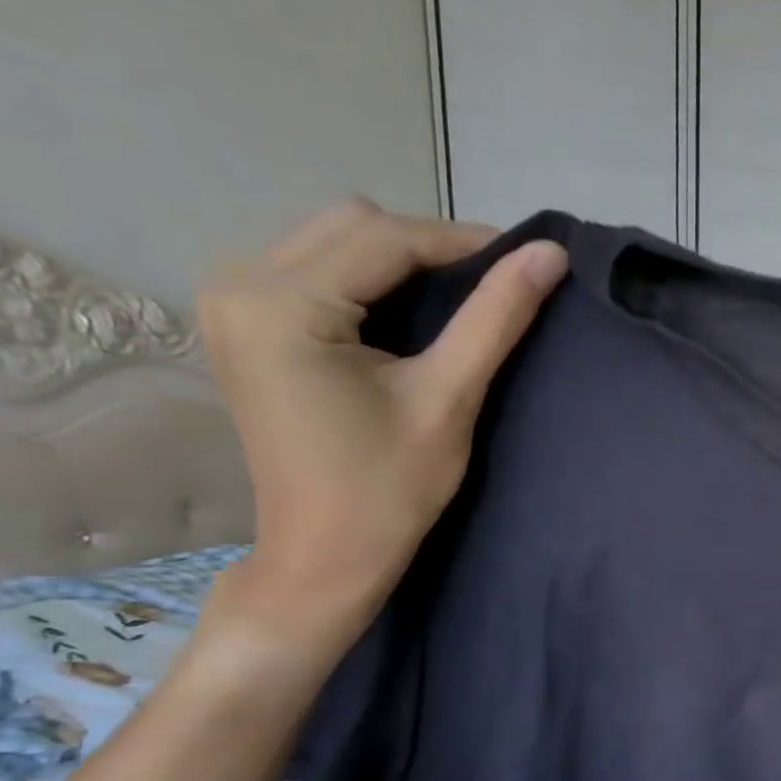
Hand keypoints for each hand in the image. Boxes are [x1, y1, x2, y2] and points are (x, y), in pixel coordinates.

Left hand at [198, 199, 567, 644]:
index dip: (464, 241)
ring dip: (400, 261)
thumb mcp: (448, 398)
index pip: (386, 238)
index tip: (527, 260)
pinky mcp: (242, 322)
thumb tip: (550, 255)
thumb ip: (495, 318)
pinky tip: (405, 317)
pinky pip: (314, 268)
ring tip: (457, 303)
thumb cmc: (389, 488)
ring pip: (333, 239)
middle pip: (353, 225)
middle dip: (431, 248)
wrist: (325, 554)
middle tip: (493, 288)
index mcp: (281, 303)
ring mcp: (231, 300)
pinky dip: (369, 280)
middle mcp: (238, 283)